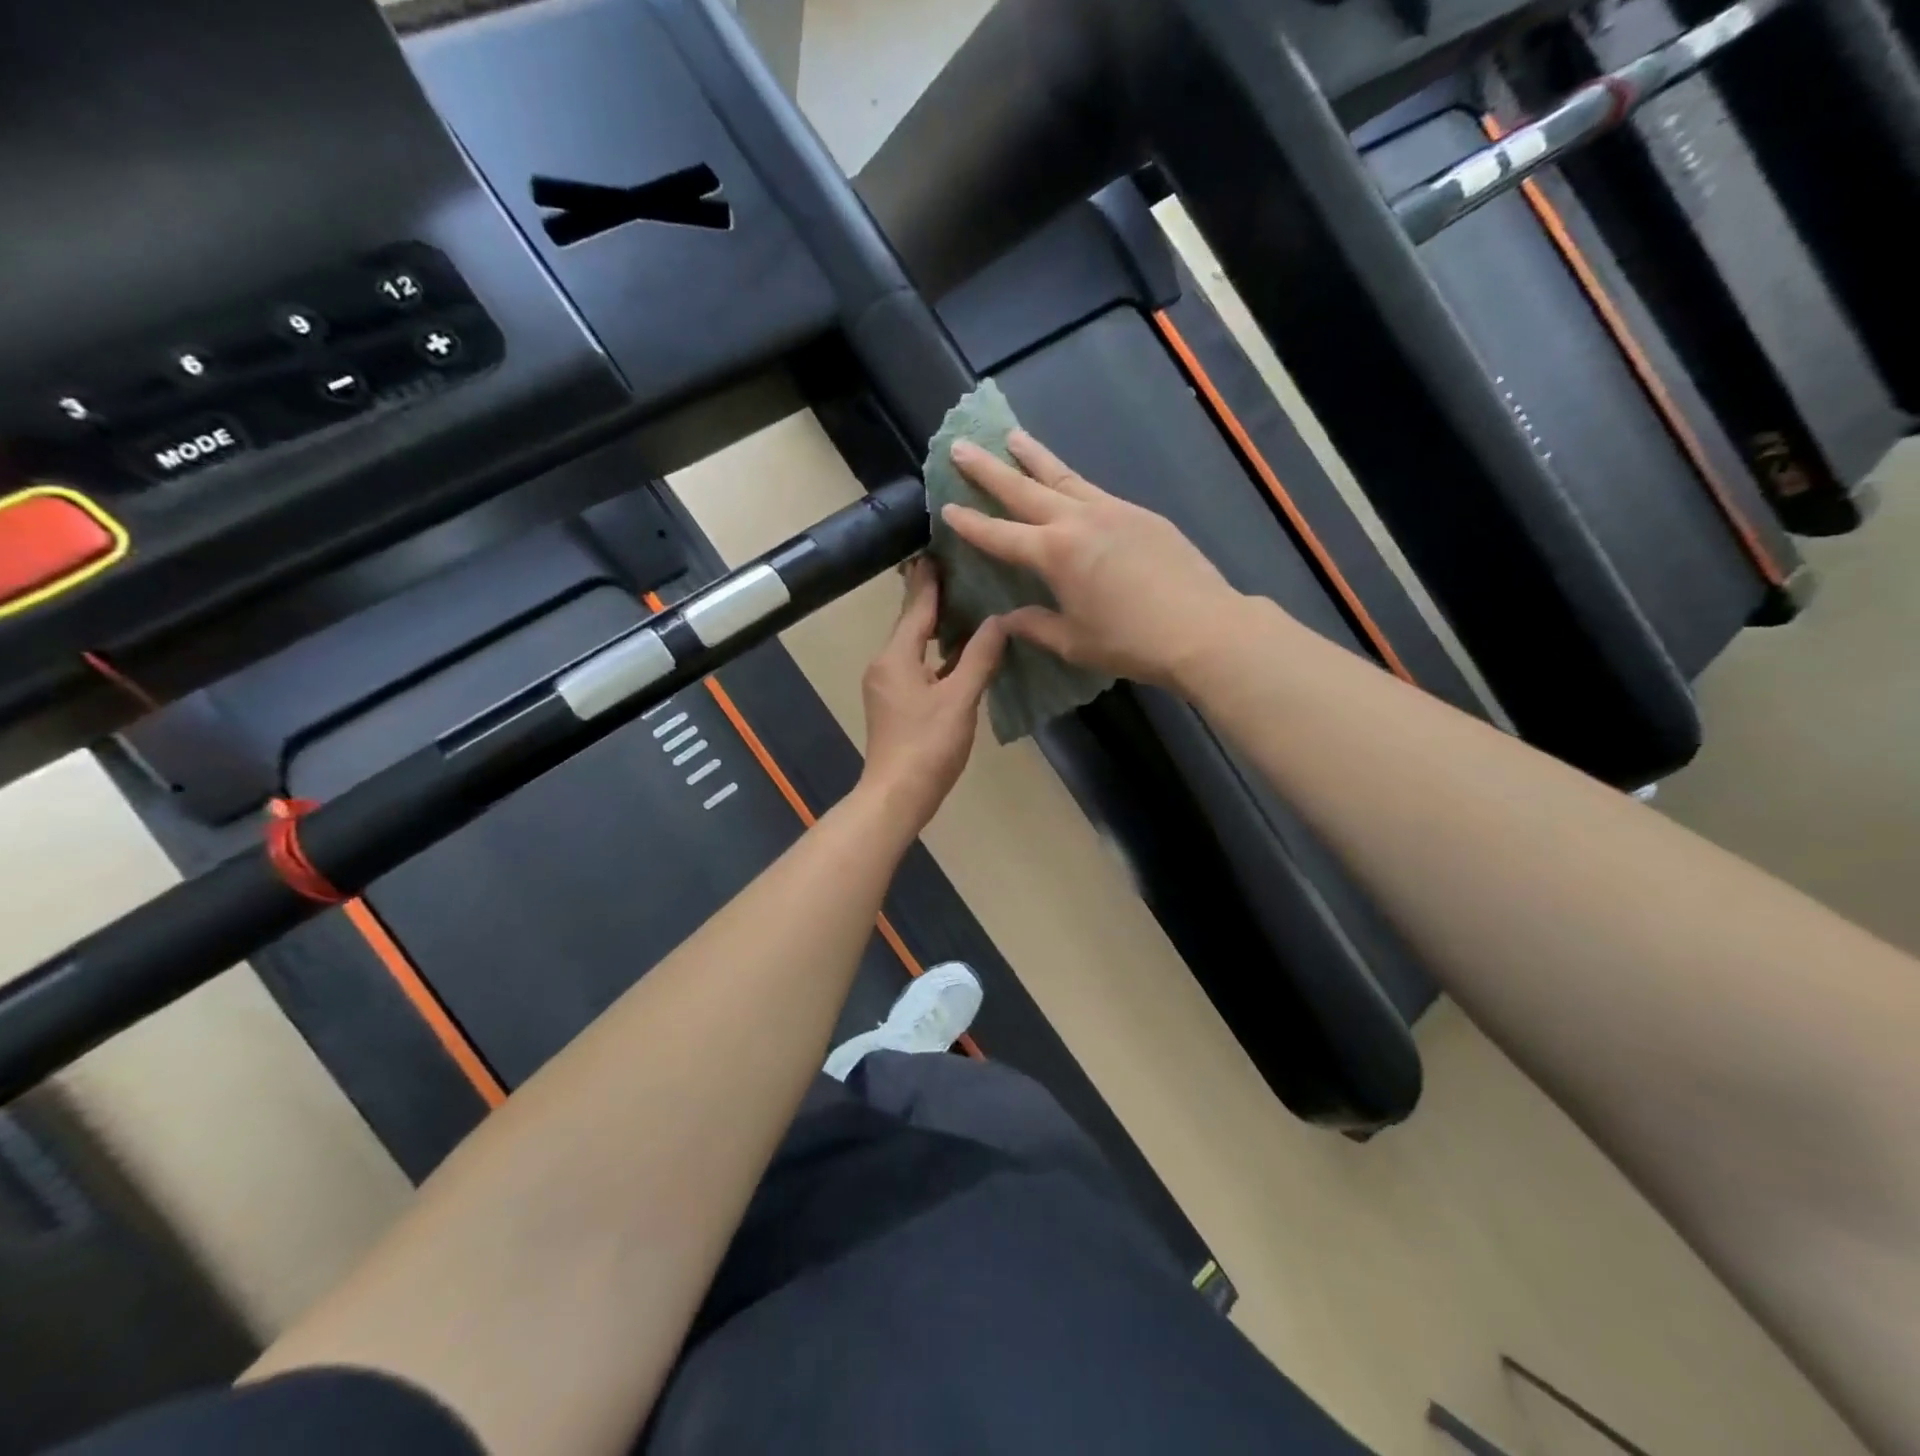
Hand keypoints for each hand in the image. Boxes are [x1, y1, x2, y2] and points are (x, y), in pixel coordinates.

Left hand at [857, 558, 1006, 835]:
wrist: (898, 794)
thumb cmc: (928, 745)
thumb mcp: (960, 699)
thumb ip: (979, 657)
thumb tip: (1000, 621)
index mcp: (896, 657)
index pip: (915, 607)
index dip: (930, 579)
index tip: (939, 549)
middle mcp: (884, 664)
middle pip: (911, 623)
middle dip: (932, 598)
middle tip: (960, 571)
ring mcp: (886, 686)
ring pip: (912, 646)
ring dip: (935, 627)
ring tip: (965, 605)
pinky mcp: (893, 704)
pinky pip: (915, 666)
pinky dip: (935, 654)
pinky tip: (957, 653)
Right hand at [944, 432, 1245, 688]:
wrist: (1202, 628)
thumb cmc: (1131, 642)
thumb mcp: (1074, 642)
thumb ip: (1035, 626)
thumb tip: (1007, 619)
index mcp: (1054, 554)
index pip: (1000, 535)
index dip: (970, 524)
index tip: (947, 507)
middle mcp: (1077, 521)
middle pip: (1024, 489)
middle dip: (988, 470)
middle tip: (961, 446)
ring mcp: (1111, 511)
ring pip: (1062, 477)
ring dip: (1033, 457)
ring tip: (1011, 437)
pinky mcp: (1139, 514)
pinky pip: (1094, 490)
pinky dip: (1071, 481)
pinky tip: (1067, 483)